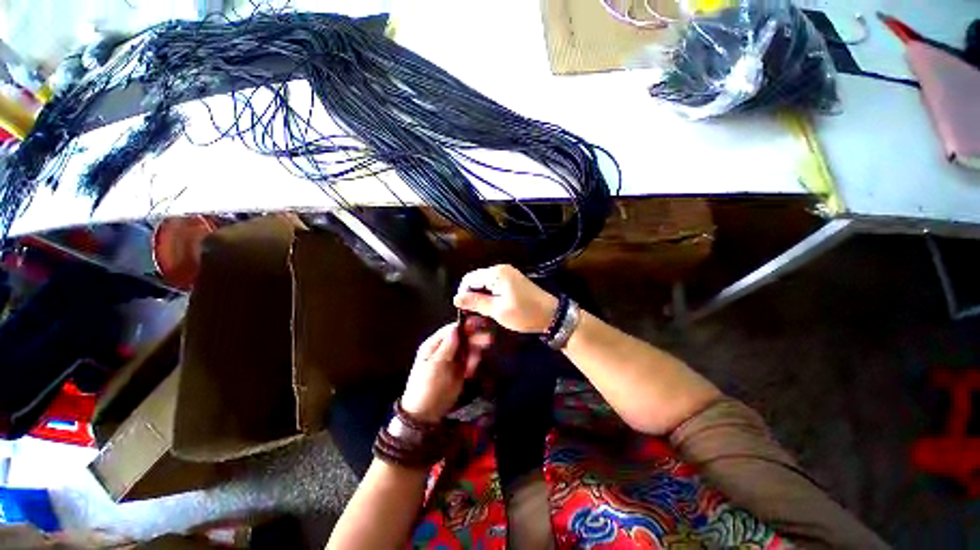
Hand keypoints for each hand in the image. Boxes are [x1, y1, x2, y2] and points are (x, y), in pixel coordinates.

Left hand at [400, 319, 492, 421]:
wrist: (426, 414)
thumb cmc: (427, 387)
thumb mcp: (435, 366)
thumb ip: (447, 347)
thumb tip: (456, 328)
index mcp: (434, 345)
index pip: (451, 330)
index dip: (465, 326)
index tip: (479, 324)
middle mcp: (445, 349)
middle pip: (462, 337)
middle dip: (475, 337)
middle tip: (488, 339)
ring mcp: (453, 359)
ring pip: (469, 348)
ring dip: (475, 352)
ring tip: (473, 366)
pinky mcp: (460, 370)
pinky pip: (470, 361)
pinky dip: (474, 363)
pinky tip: (471, 372)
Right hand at [452, 264, 558, 333]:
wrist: (551, 315)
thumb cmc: (524, 313)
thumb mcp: (497, 310)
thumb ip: (475, 302)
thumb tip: (456, 298)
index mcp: (496, 274)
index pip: (469, 278)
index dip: (462, 293)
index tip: (463, 310)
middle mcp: (501, 270)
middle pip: (477, 280)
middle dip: (472, 295)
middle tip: (472, 314)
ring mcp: (508, 274)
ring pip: (485, 284)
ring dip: (481, 297)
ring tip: (482, 313)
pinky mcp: (512, 281)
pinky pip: (494, 286)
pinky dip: (490, 296)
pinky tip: (492, 308)